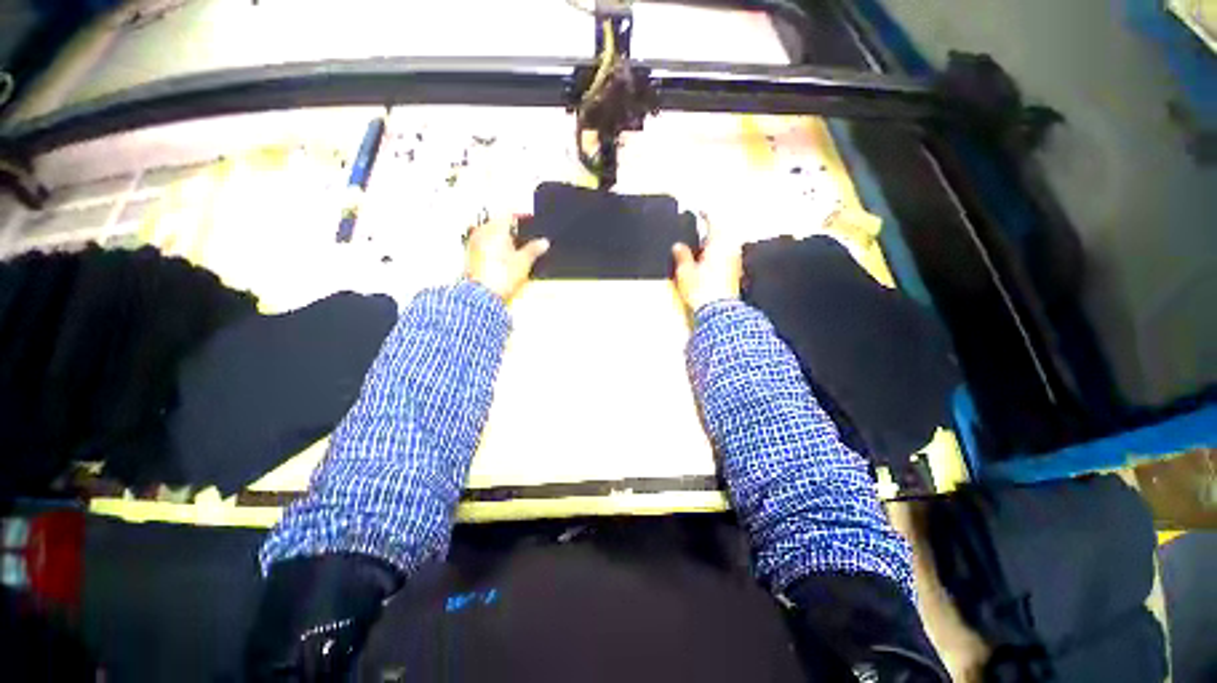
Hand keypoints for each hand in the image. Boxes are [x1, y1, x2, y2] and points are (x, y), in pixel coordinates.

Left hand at [465, 216, 549, 300]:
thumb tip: (544, 242)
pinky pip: (483, 245)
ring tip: (512, 249)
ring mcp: (474, 243)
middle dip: (509, 228)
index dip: (519, 217)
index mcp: (496, 228)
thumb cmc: (502, 276)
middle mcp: (482, 232)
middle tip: (522, 236)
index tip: (527, 221)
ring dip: (500, 238)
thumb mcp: (523, 262)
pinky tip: (500, 258)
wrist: (482, 295)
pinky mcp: (470, 256)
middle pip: (497, 223)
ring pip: (489, 234)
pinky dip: (492, 248)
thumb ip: (534, 249)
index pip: (508, 214)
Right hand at [672, 217, 741, 311]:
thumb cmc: (702, 289)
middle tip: (698, 230)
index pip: (713, 221)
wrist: (719, 311)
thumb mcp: (685, 271)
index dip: (705, 215)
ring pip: (725, 245)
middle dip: (710, 230)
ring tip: (701, 246)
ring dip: (714, 243)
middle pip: (722, 233)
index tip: (698, 211)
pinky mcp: (735, 273)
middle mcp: (730, 249)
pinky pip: (727, 256)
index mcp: (718, 243)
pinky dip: (718, 254)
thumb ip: (682, 255)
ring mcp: (735, 261)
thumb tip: (678, 246)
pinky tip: (707, 261)